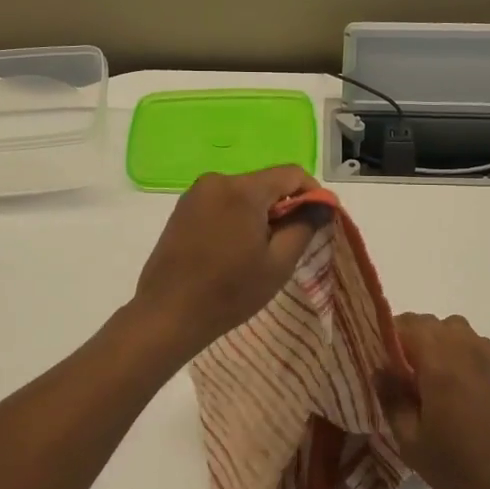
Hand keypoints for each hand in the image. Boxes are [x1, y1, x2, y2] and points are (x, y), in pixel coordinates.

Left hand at [132, 166, 323, 358]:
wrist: (167, 314)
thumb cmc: (229, 292)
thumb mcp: (278, 263)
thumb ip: (304, 226)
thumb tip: (322, 205)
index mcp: (242, 189)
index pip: (291, 174)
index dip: (313, 193)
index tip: (321, 221)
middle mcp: (217, 180)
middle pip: (266, 182)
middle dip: (285, 206)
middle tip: (292, 242)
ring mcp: (195, 194)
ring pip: (243, 193)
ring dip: (261, 213)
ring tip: (262, 251)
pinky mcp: (182, 209)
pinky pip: (222, 203)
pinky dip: (238, 218)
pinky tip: (236, 250)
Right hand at [377, 314, 489, 488]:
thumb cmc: (458, 468)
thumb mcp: (410, 441)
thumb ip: (391, 397)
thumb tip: (380, 368)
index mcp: (440, 363)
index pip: (405, 325)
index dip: (385, 336)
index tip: (376, 359)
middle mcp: (465, 349)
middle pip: (428, 322)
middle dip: (408, 338)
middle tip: (398, 372)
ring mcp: (489, 356)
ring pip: (452, 328)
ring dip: (434, 341)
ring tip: (427, 376)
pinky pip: (472, 343)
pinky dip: (456, 350)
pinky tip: (455, 384)